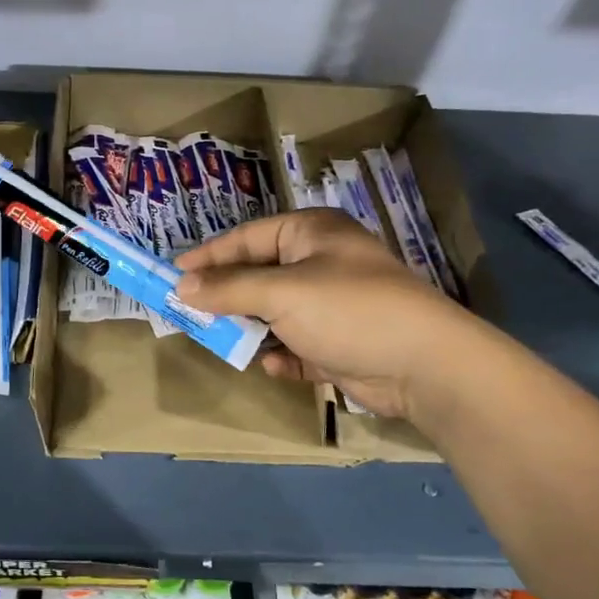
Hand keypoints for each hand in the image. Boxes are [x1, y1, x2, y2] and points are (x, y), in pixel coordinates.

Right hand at [175, 209, 466, 418]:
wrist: (425, 365)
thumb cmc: (348, 310)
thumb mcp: (281, 293)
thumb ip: (228, 288)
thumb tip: (182, 285)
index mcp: (310, 233)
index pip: (247, 238)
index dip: (209, 256)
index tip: (173, 275)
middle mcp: (321, 263)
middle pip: (259, 275)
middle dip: (228, 296)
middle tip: (191, 312)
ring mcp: (333, 305)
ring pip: (275, 312)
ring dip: (252, 328)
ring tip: (224, 341)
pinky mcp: (341, 343)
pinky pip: (298, 344)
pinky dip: (283, 354)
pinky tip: (272, 364)